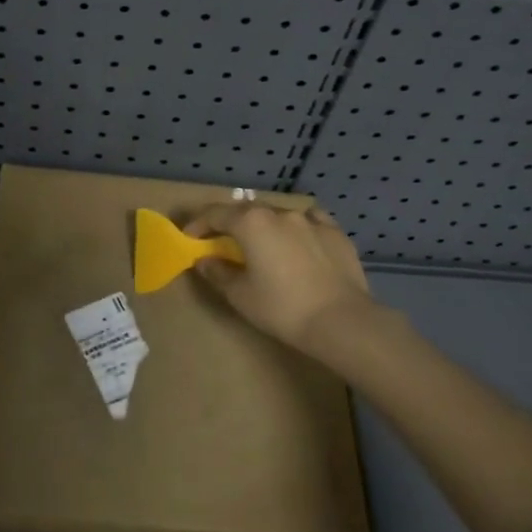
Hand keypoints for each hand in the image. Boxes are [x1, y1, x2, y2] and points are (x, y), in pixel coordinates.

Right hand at [184, 203, 374, 356]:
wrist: (341, 321)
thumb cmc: (282, 308)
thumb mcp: (240, 295)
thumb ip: (217, 273)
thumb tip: (204, 260)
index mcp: (251, 223)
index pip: (216, 214)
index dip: (198, 224)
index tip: (190, 238)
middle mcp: (279, 213)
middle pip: (247, 210)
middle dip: (231, 223)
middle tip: (223, 241)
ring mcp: (311, 220)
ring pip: (279, 214)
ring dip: (265, 225)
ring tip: (263, 244)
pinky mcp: (335, 232)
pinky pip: (310, 221)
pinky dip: (298, 228)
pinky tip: (300, 240)